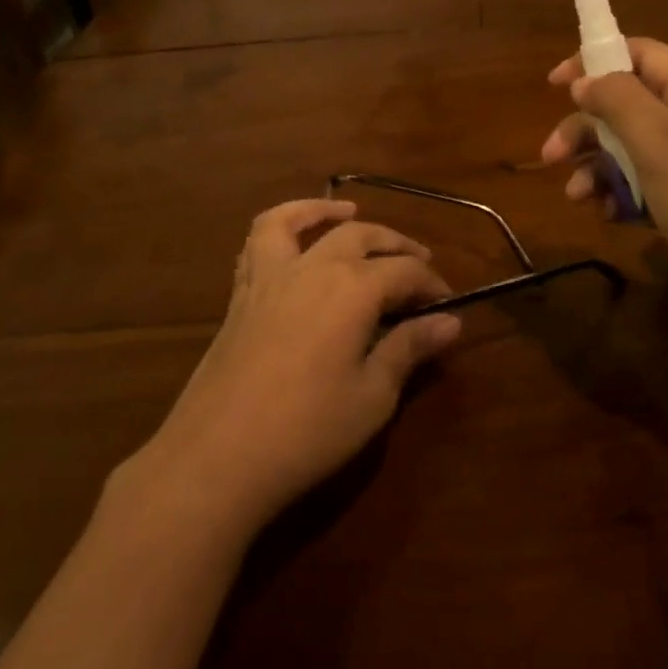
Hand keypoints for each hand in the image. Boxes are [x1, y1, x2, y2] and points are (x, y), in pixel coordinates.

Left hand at [144, 199, 460, 525]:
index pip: (406, 271)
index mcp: (354, 289)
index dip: (431, 284)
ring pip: (304, 222)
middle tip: (420, 263)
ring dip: (331, 212)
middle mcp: (315, 267)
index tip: (448, 304)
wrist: (217, 458)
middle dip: (397, 246)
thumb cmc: (307, 430)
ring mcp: (272, 275)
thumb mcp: (372, 395)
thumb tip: (450, 322)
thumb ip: (409, 349)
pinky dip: (280, 222)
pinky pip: (258, 240)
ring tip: (350, 210)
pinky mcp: (242, 293)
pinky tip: (292, 233)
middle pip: (363, 237)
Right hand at [540, 39, 667, 337]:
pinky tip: (608, 215)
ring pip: (630, 146)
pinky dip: (620, 193)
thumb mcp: (658, 142)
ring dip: (597, 166)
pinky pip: (644, 181)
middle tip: (550, 156)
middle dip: (586, 127)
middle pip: (628, 104)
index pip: (640, 54)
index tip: (554, 85)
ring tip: (577, 196)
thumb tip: (585, 80)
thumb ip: (617, 100)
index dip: (594, 61)